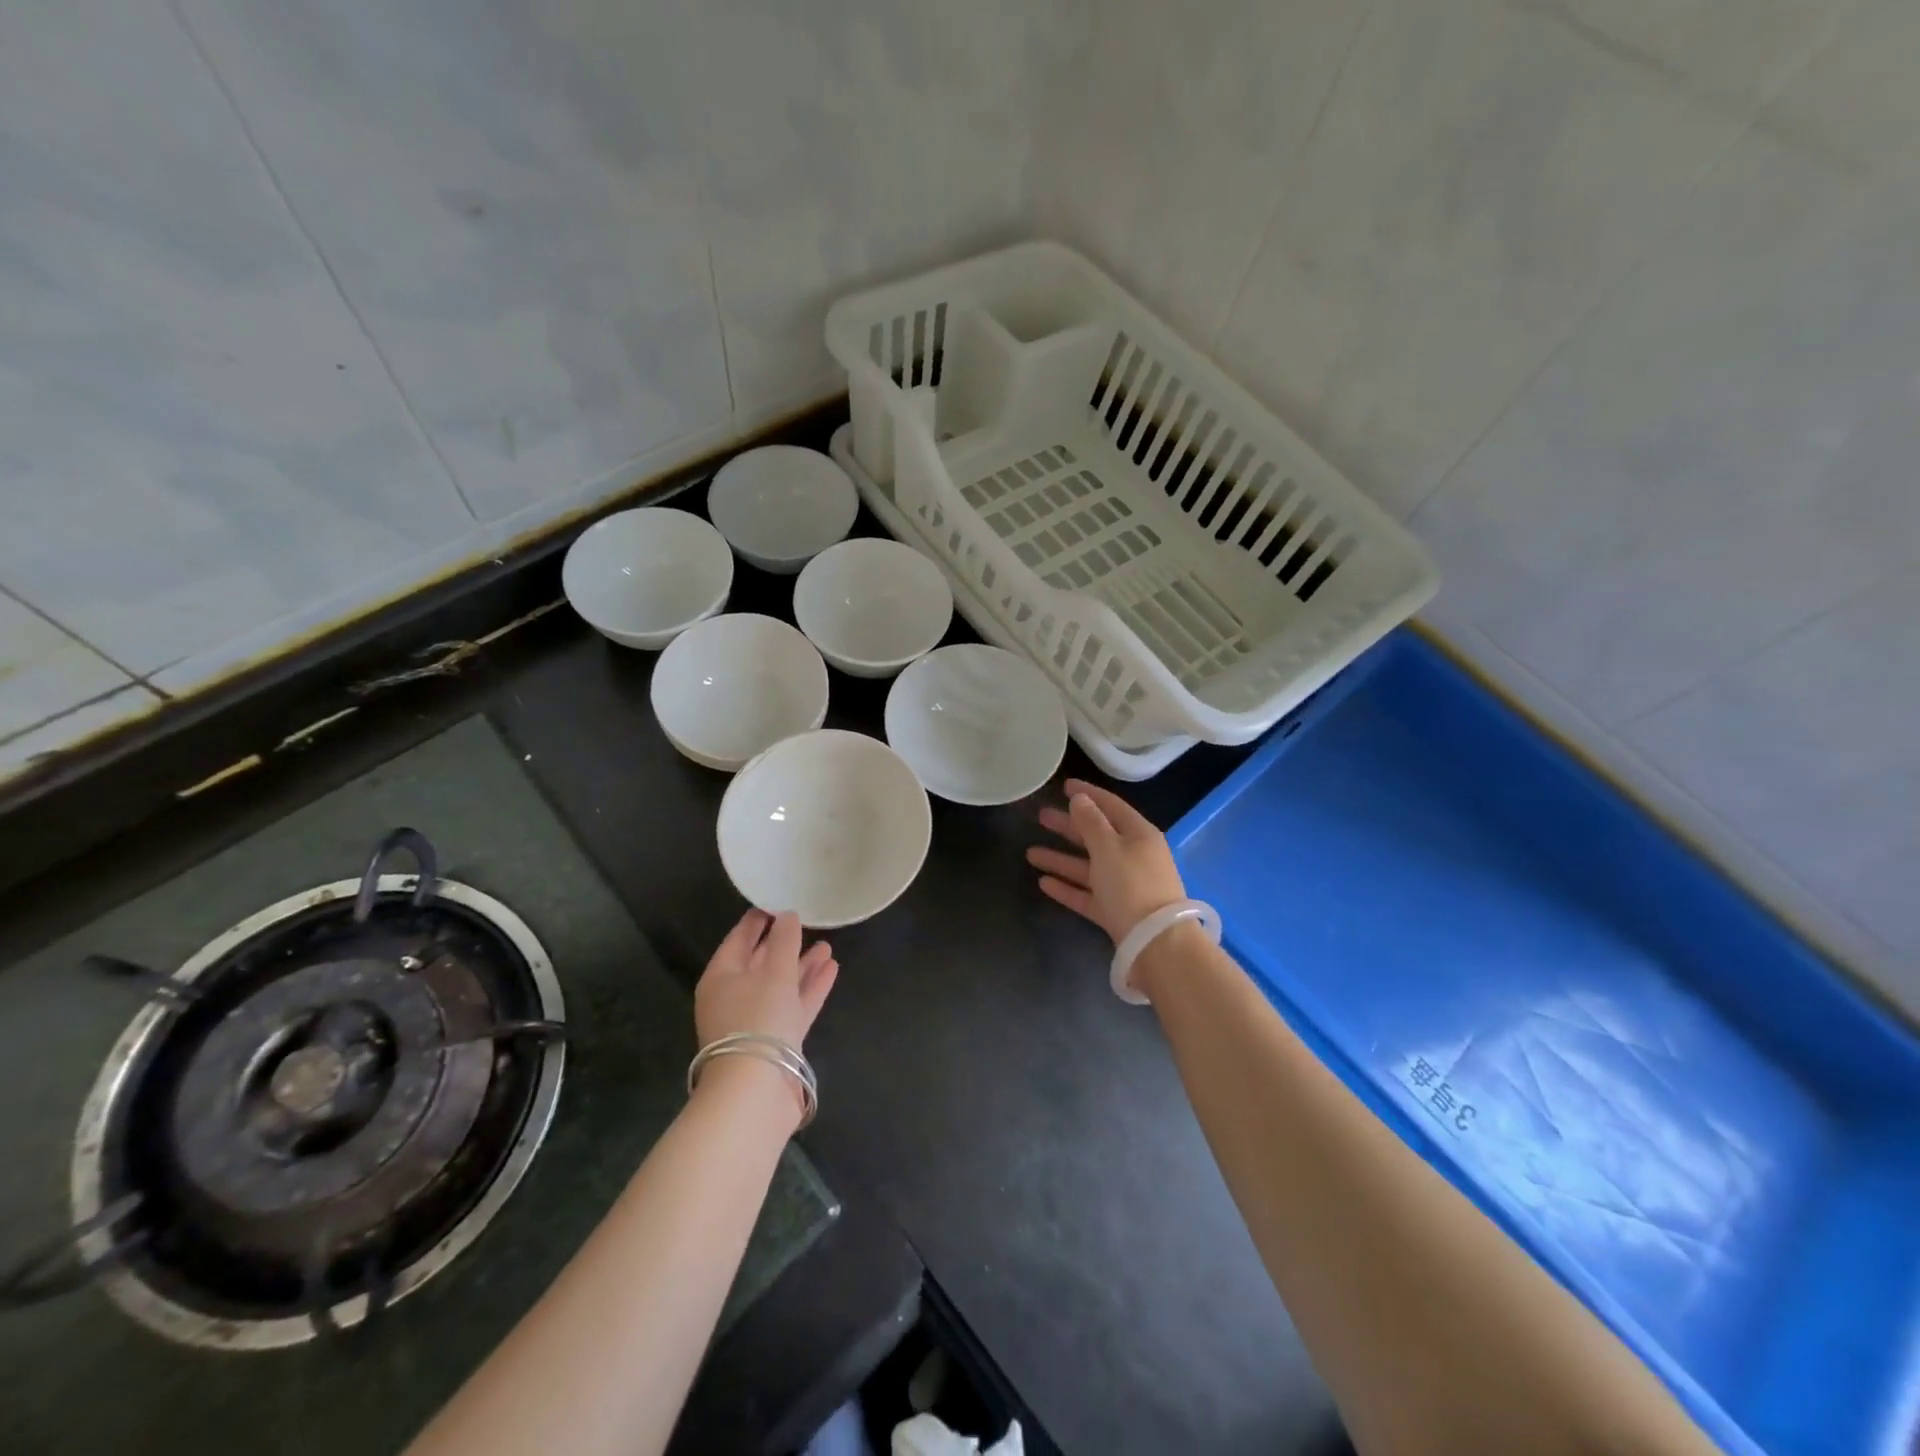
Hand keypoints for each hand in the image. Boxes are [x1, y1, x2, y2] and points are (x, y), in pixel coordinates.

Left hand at [694, 910, 837, 1050]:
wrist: (756, 1090)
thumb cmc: (757, 1019)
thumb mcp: (774, 972)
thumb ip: (784, 941)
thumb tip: (788, 915)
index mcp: (721, 977)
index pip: (738, 939)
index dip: (757, 920)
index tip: (777, 902)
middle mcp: (735, 997)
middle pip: (760, 963)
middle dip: (784, 944)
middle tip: (806, 922)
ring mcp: (756, 1021)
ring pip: (781, 985)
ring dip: (803, 965)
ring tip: (827, 945)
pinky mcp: (777, 1040)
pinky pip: (794, 1005)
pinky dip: (810, 988)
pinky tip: (832, 969)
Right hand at [1026, 779, 1186, 947]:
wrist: (1155, 942)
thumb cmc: (1132, 884)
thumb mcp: (1109, 847)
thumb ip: (1091, 822)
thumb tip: (1080, 799)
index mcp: (1138, 835)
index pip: (1111, 806)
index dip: (1088, 793)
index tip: (1064, 786)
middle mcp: (1132, 856)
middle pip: (1096, 836)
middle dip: (1068, 826)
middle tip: (1041, 816)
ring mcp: (1123, 886)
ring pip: (1087, 866)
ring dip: (1060, 858)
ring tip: (1030, 853)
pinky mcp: (1114, 911)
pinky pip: (1086, 893)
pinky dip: (1067, 886)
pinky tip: (1043, 882)